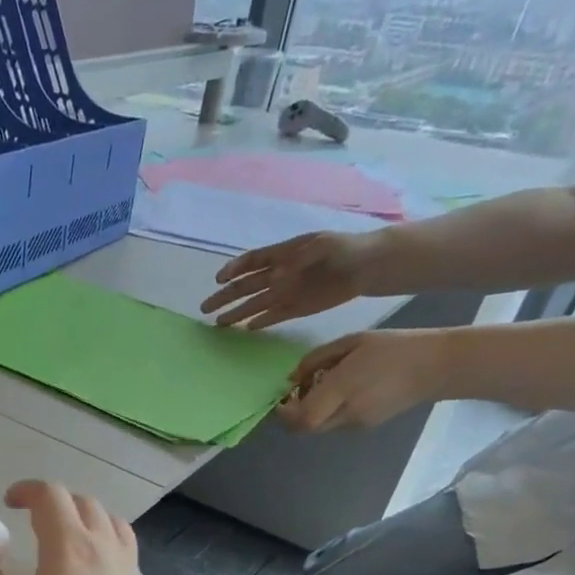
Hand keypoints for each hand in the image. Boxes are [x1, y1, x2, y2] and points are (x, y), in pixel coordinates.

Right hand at [0, 481, 162, 574]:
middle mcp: (102, 543)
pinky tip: (96, 569)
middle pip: (83, 501)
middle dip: (56, 500)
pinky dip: (106, 541)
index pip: (50, 495)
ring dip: (86, 516)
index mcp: (67, 543)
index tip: (9, 502)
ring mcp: (128, 564)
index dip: (27, 490)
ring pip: (111, 520)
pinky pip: (125, 546)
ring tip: (69, 534)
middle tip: (35, 518)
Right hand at [201, 231, 378, 329]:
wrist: (369, 266)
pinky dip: (261, 322)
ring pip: (255, 304)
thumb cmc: (345, 248)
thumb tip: (274, 279)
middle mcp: (279, 274)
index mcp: (282, 253)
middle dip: (225, 296)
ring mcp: (286, 292)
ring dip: (237, 313)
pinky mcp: (296, 309)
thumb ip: (296, 260)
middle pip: (245, 286)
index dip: (233, 269)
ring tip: (218, 323)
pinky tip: (247, 329)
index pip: (251, 261)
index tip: (219, 280)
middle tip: (205, 308)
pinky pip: (273, 316)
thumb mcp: (323, 245)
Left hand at [277, 329, 451, 431]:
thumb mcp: (352, 342)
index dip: (284, 413)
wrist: (438, 366)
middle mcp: (348, 411)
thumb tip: (291, 378)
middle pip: (306, 428)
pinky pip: (335, 424)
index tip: (280, 398)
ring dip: (310, 414)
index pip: (303, 417)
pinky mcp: (367, 427)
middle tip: (293, 396)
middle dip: (292, 415)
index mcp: (344, 388)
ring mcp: (358, 423)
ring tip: (319, 390)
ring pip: (319, 427)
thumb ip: (316, 359)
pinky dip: (327, 413)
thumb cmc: (394, 347)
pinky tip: (338, 394)